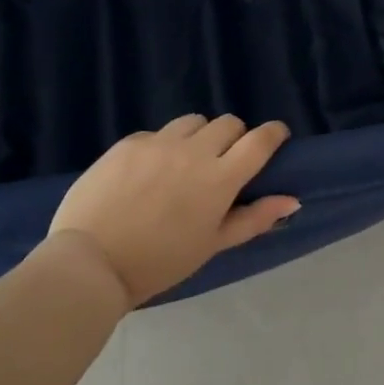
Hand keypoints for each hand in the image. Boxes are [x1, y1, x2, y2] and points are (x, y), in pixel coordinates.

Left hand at [49, 114, 298, 306]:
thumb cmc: (159, 263)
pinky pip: (157, 133)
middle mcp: (193, 151)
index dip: (273, 133)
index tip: (275, 137)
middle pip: (229, 123)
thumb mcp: (212, 245)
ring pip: (193, 121)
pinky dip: (163, 146)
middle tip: (224, 161)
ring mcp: (158, 143)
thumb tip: (292, 200)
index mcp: (219, 179)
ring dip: (200, 135)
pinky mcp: (128, 143)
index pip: (259, 140)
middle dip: (235, 136)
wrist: (90, 262)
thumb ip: (254, 218)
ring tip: (186, 161)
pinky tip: (149, 172)